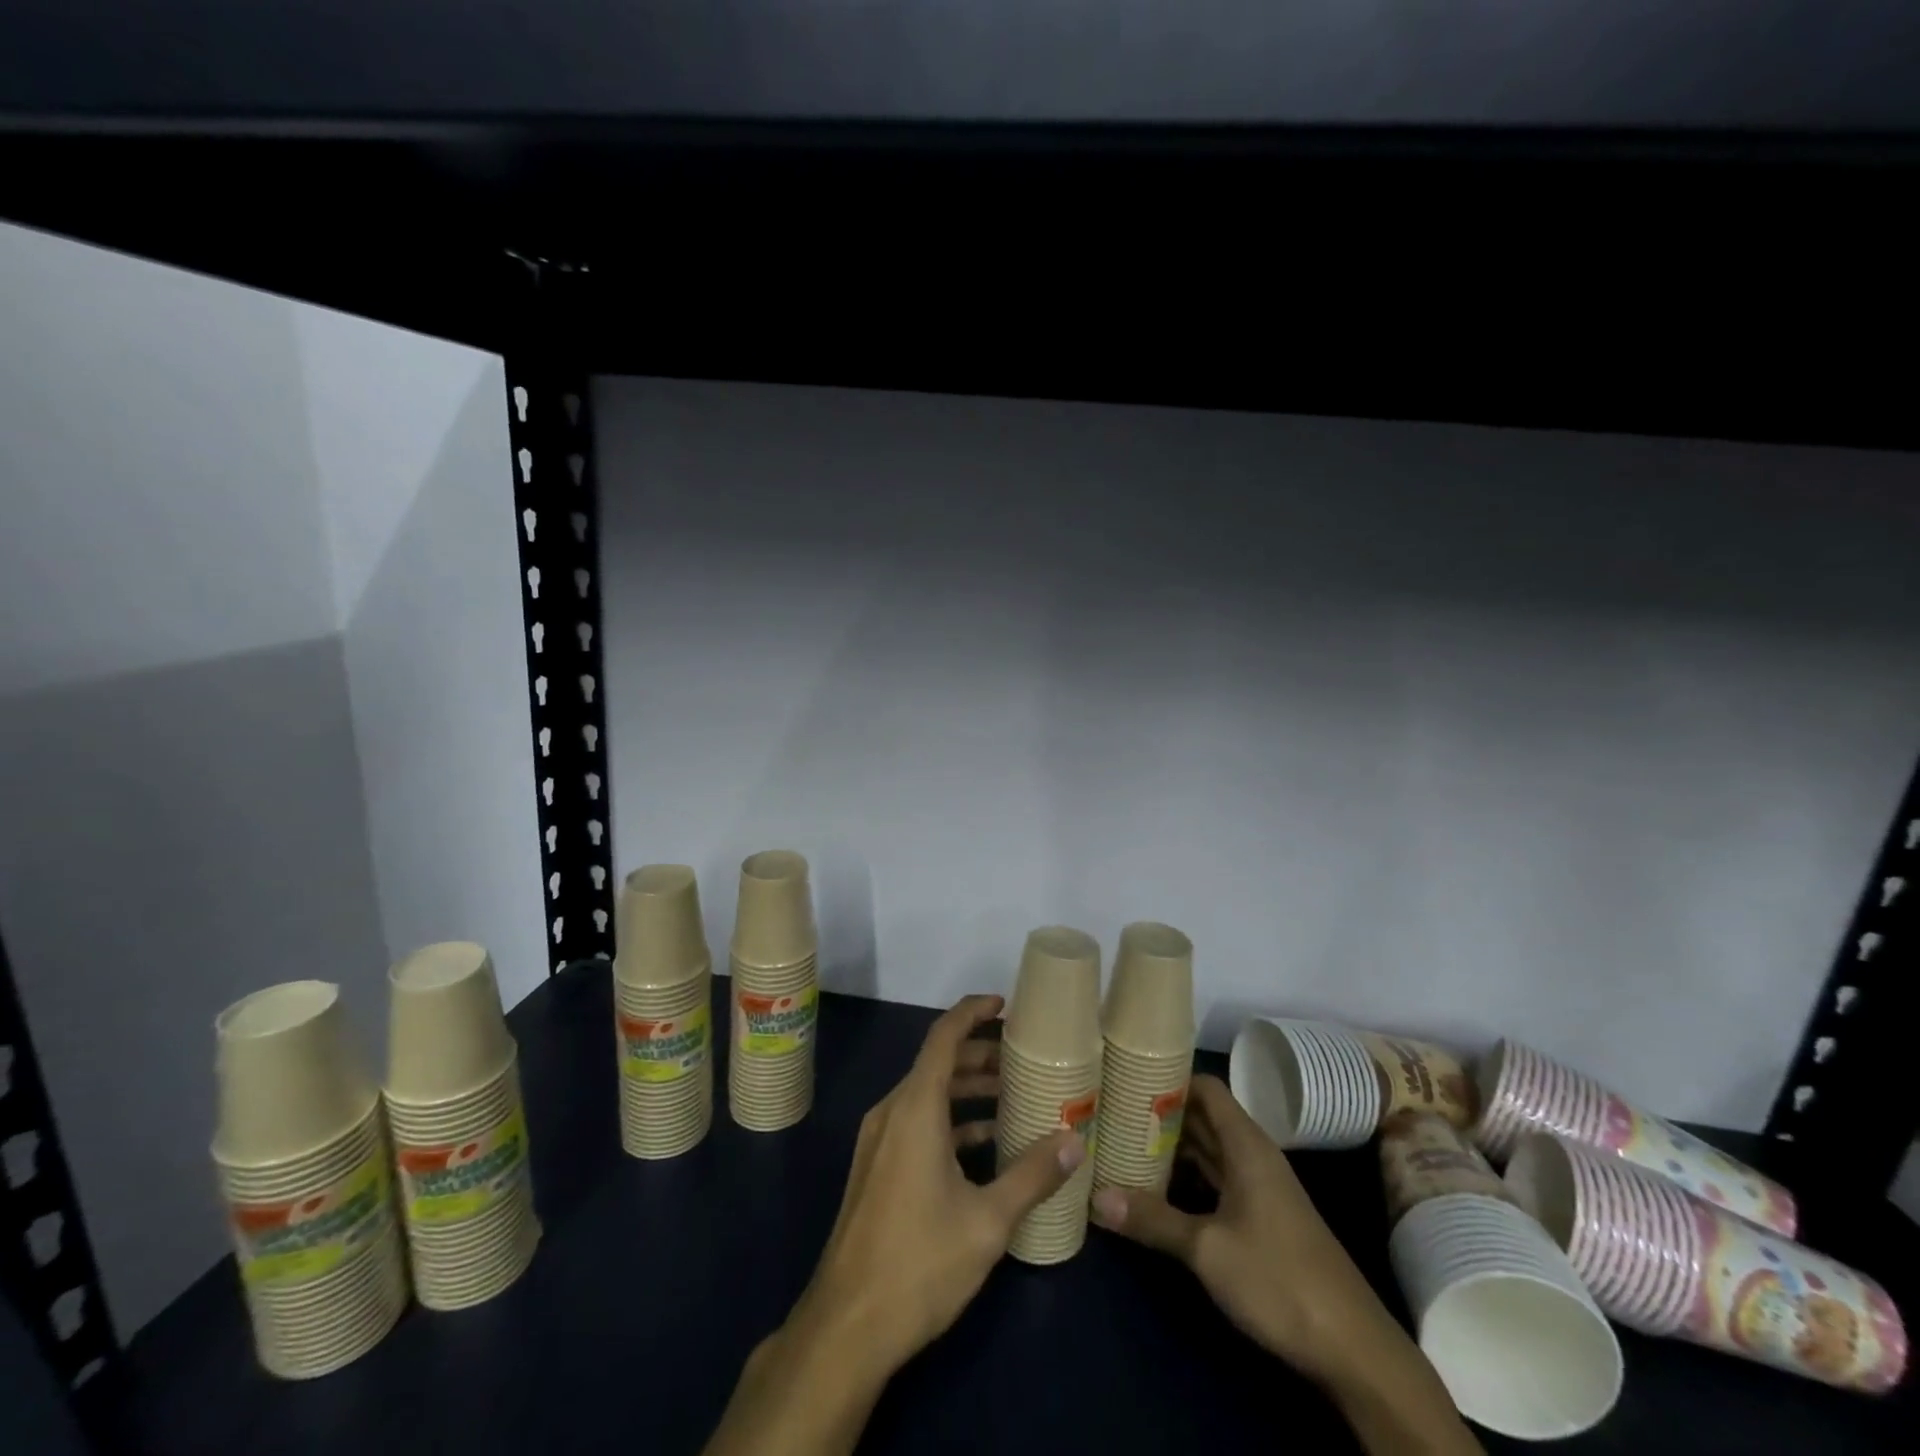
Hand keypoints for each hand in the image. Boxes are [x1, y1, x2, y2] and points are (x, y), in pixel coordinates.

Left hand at [796, 993, 1085, 1375]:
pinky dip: (951, 1120)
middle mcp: (892, 1112)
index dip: (972, 1012)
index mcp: (915, 1108)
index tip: (1004, 1003)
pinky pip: (917, 1123)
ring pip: (928, 1095)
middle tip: (1022, 1057)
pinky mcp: (877, 1167)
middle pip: (938, 1063)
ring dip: (967, 1090)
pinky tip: (985, 1144)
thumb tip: (1074, 1142)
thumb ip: (1031, 1176)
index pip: (943, 1036)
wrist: (846, 1326)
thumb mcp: (987, 1221)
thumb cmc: (919, 1262)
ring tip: (1013, 1097)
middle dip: (980, 1054)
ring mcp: (880, 1140)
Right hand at [1090, 1073, 1376, 1376]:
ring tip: (1123, 1143)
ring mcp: (1258, 1188)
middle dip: (1160, 1114)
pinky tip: (1155, 1190)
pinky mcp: (1260, 1218)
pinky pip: (1215, 1181)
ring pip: (1207, 1151)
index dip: (1169, 1078)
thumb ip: (1152, 1219)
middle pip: (1202, 1117)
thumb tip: (1095, 1197)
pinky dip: (1186, 1178)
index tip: (1127, 1078)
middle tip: (1112, 1111)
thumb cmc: (1279, 1279)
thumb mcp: (1207, 1249)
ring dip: (1171, 1148)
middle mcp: (1252, 1155)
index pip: (1205, 1087)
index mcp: (1246, 1144)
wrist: (1352, 1347)